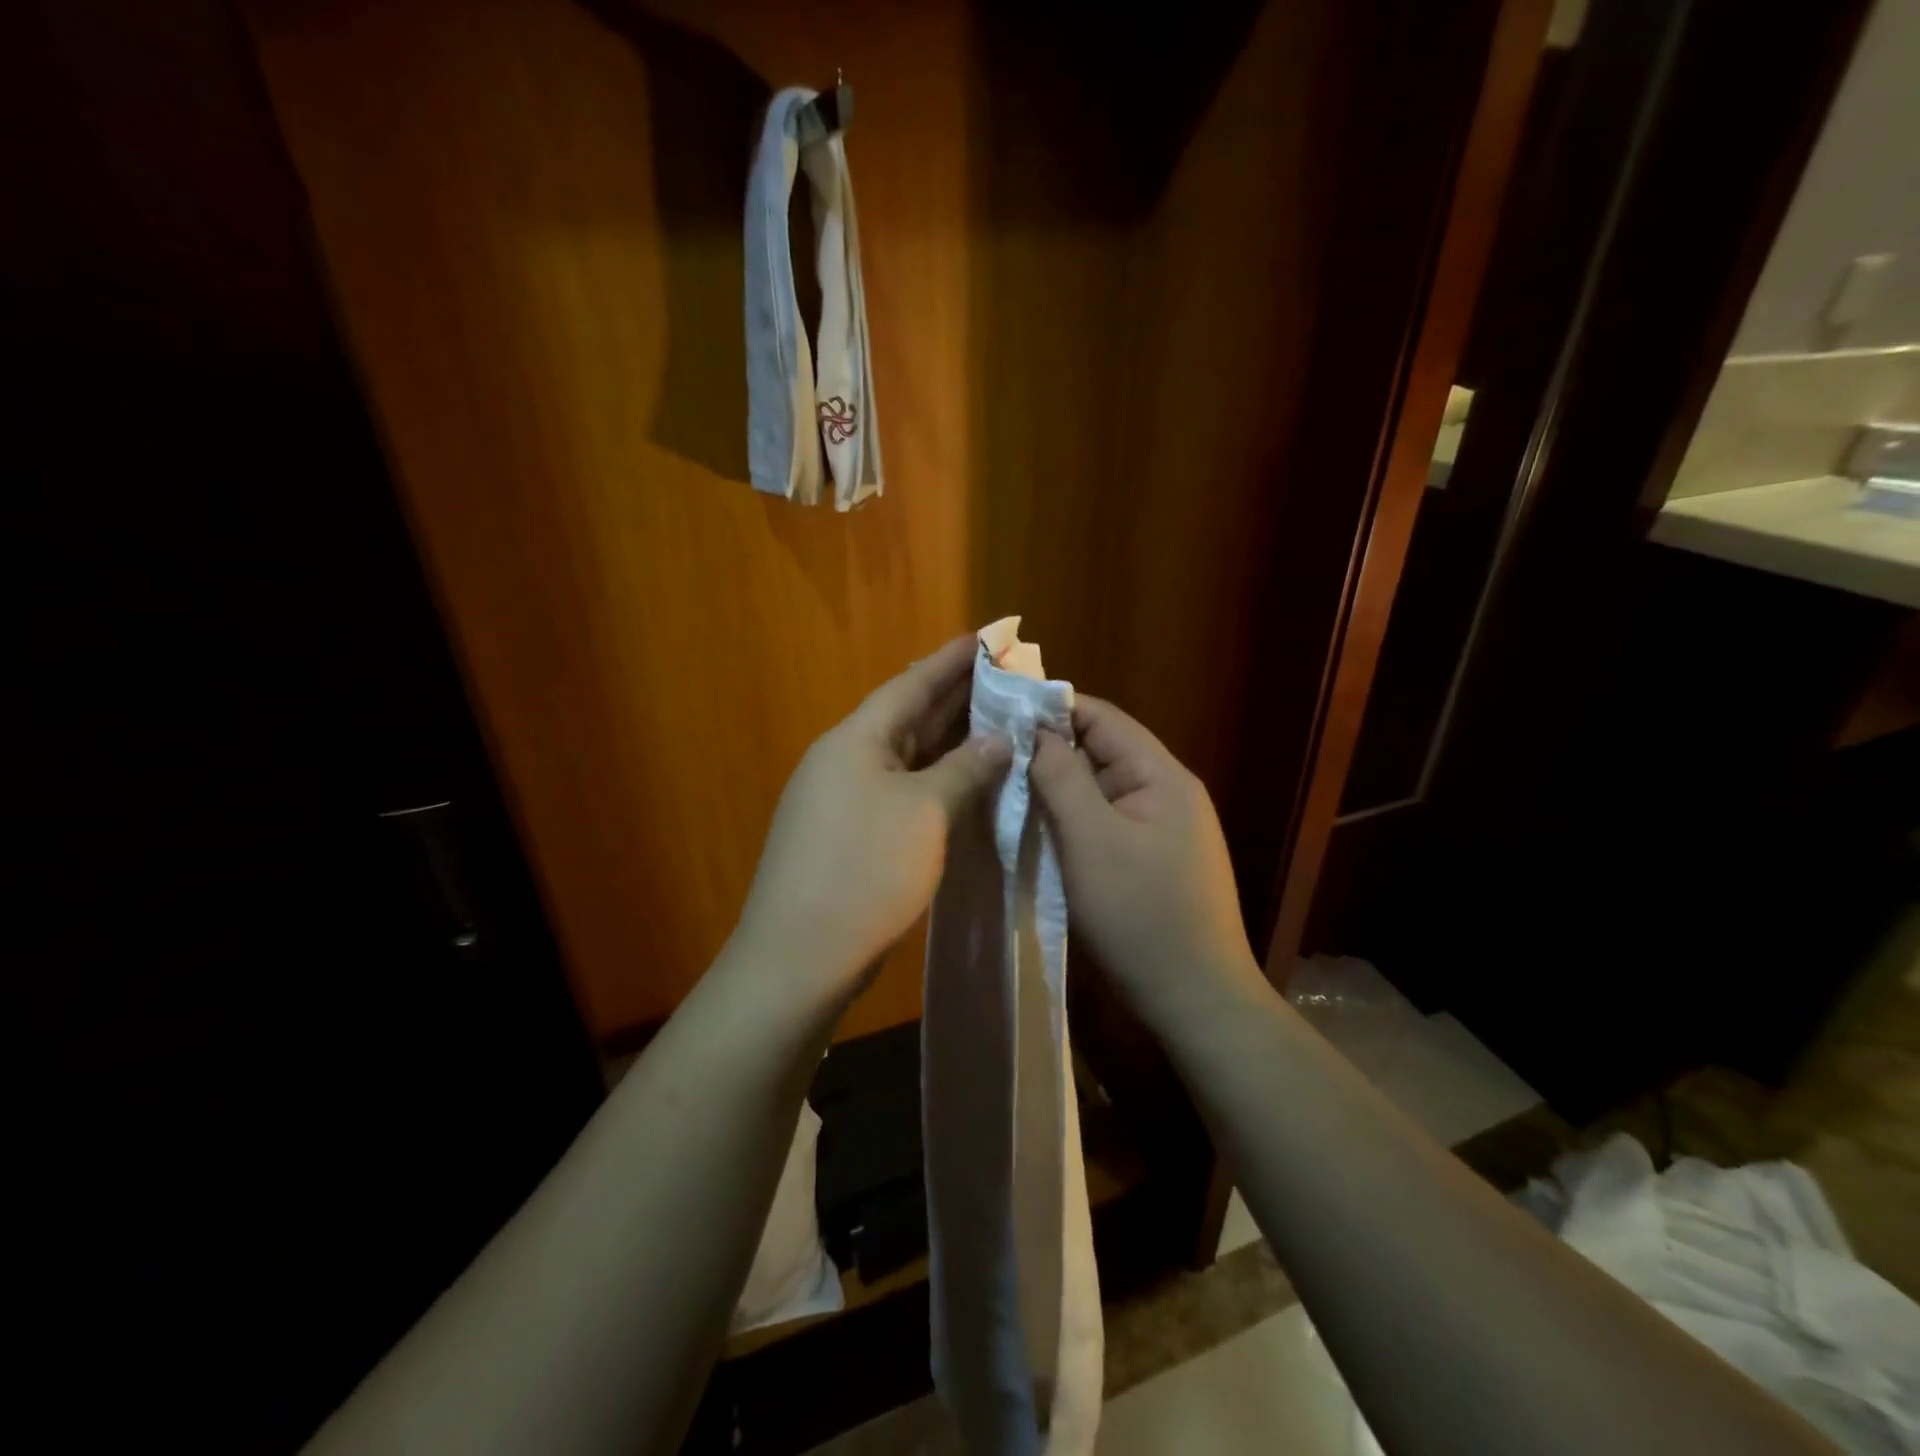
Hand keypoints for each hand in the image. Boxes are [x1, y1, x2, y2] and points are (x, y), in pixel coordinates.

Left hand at [735, 636, 1010, 1010]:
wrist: (800, 956)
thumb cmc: (865, 870)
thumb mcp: (926, 813)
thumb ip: (965, 770)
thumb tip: (999, 740)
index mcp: (855, 741)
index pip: (909, 686)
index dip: (948, 662)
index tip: (984, 638)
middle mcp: (845, 760)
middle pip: (907, 717)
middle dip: (954, 698)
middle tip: (1003, 678)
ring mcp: (843, 799)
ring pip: (905, 757)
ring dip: (948, 741)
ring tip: (994, 721)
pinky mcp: (850, 835)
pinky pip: (901, 790)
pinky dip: (935, 781)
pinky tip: (965, 782)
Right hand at [1030, 696, 1259, 1023]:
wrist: (1194, 998)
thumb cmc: (1140, 914)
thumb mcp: (1091, 839)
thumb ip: (1063, 778)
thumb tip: (1035, 732)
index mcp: (1161, 775)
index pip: (1103, 718)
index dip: (1052, 710)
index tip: (1001, 715)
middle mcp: (1166, 791)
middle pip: (1101, 751)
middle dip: (1050, 751)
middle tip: (994, 756)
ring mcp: (1160, 827)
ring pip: (1100, 789)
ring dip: (1058, 788)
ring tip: (1007, 788)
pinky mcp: (1150, 858)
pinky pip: (1105, 821)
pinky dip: (1072, 819)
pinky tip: (1039, 827)